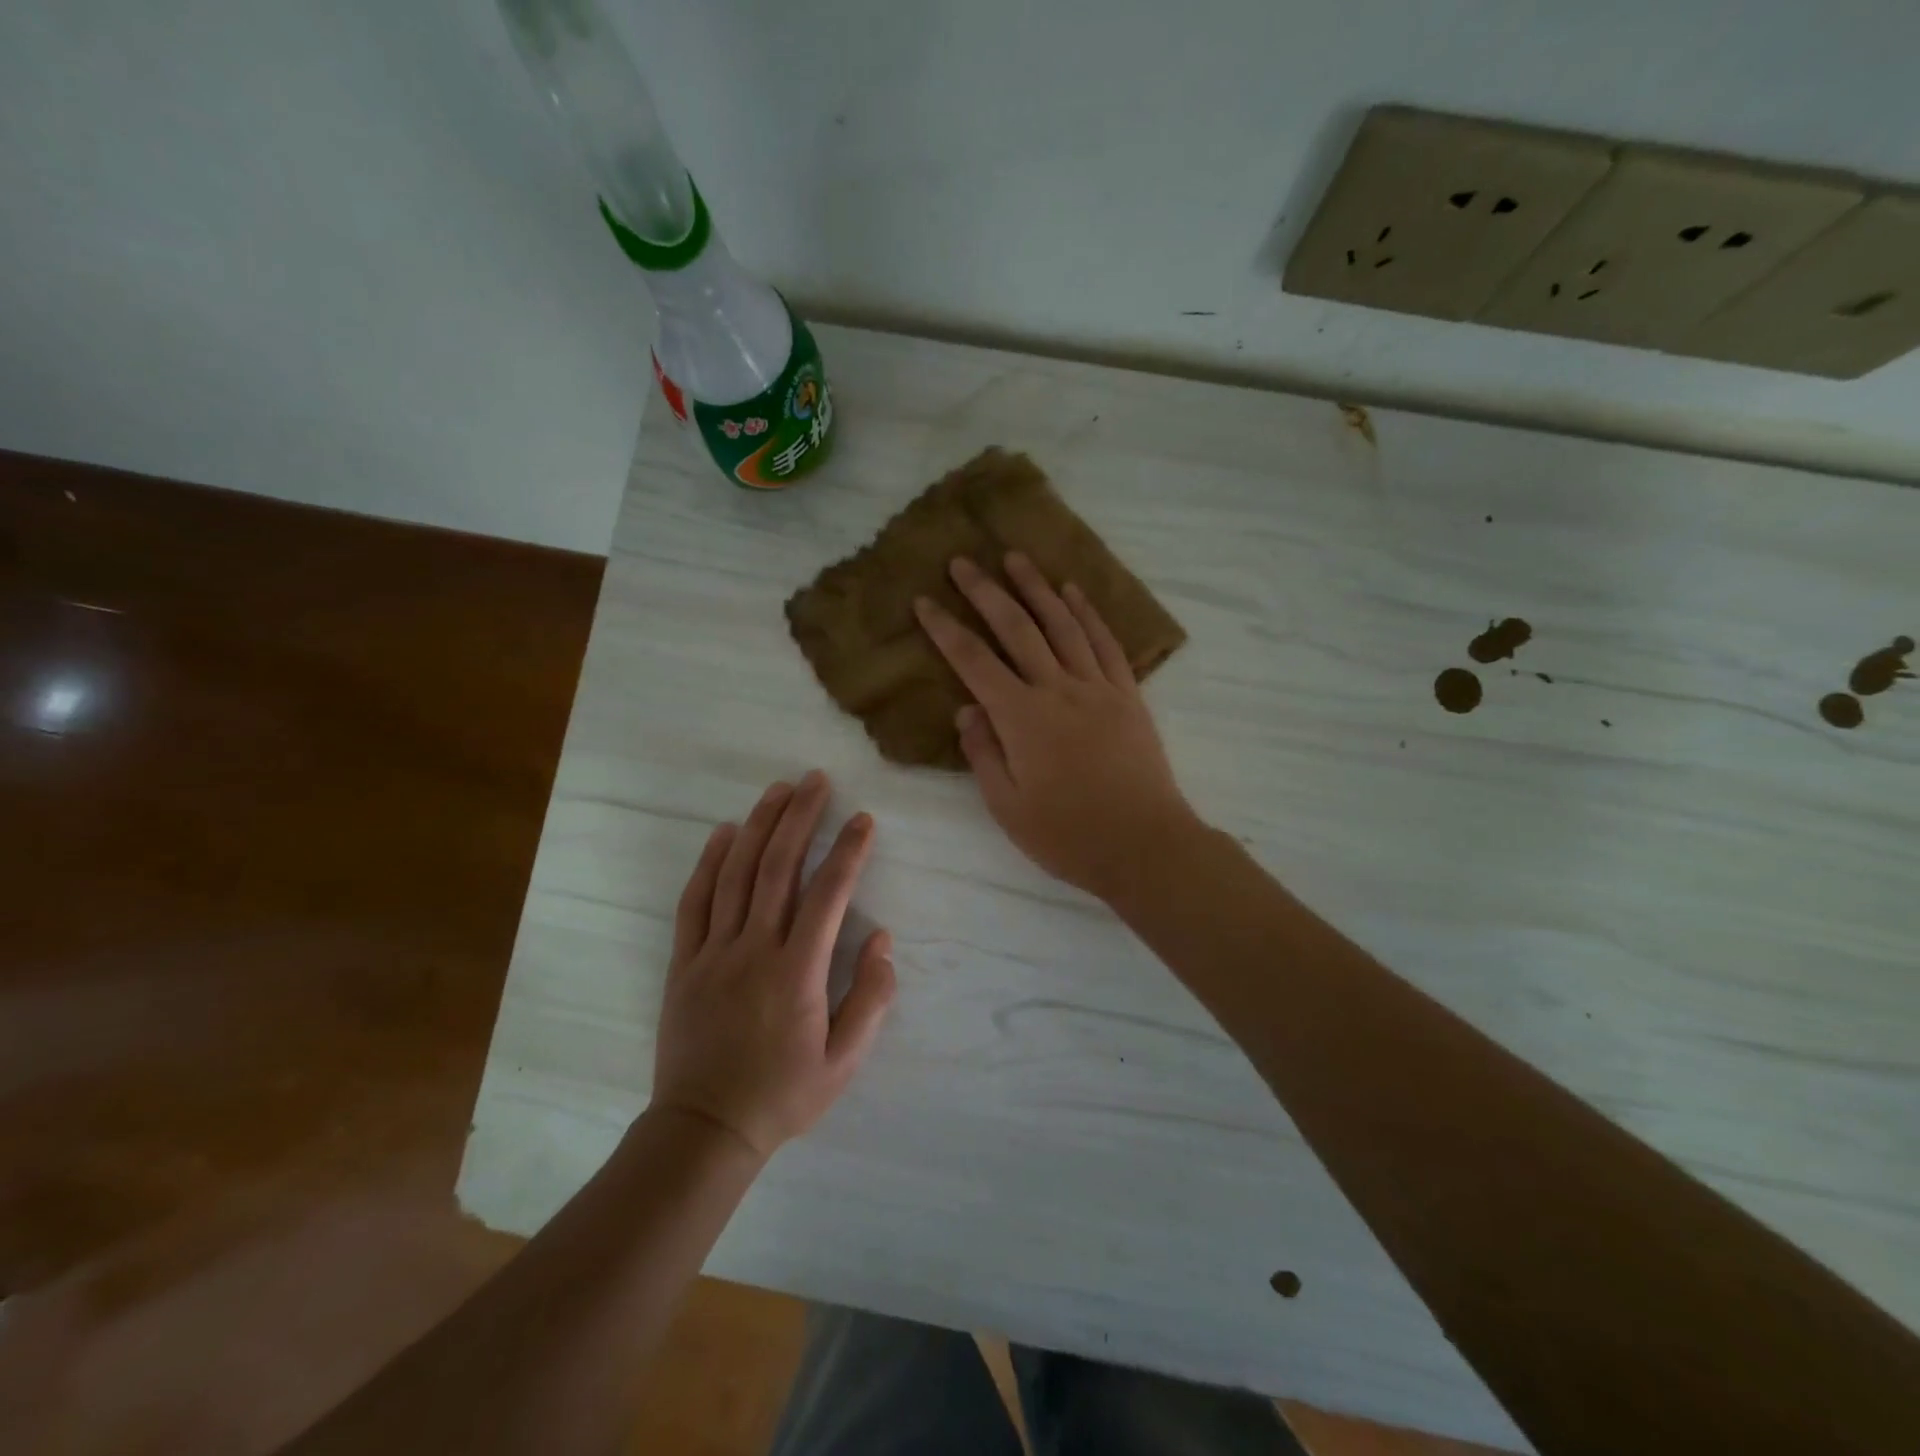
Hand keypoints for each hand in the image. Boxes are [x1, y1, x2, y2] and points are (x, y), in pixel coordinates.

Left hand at [651, 772, 895, 1160]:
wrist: (705, 1130)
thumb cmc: (783, 1095)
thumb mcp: (845, 1062)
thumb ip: (871, 999)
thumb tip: (883, 940)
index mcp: (797, 972)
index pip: (828, 895)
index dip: (848, 851)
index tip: (863, 819)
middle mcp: (754, 949)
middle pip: (778, 867)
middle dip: (800, 818)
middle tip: (816, 780)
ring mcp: (713, 952)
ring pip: (736, 874)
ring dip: (758, 826)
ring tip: (778, 790)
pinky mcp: (685, 961)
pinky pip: (695, 900)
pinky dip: (709, 861)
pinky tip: (724, 832)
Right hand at [914, 553, 1197, 900]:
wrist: (1144, 845)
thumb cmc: (1068, 836)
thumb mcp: (1008, 807)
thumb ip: (983, 754)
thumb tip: (965, 709)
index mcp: (1022, 719)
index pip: (973, 662)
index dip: (945, 629)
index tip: (924, 602)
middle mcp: (1058, 690)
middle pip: (1017, 629)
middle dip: (986, 592)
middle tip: (963, 561)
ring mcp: (1097, 688)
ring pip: (1062, 625)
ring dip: (1036, 588)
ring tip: (1016, 558)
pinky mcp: (1128, 695)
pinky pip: (1105, 643)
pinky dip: (1088, 613)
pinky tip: (1073, 592)